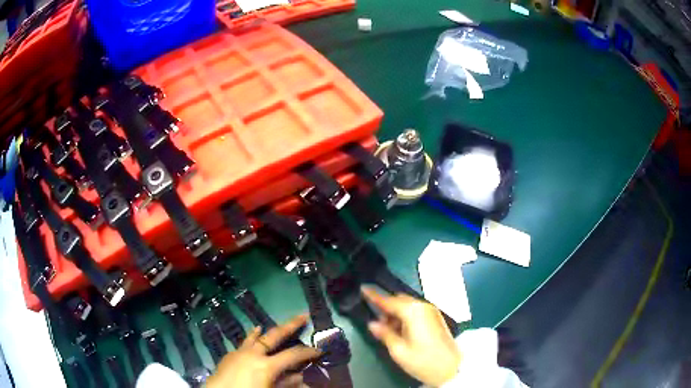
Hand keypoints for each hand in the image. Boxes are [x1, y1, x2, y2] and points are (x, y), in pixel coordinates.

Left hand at [206, 314, 320, 387]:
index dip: (309, 352)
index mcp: (266, 365)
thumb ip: (286, 384)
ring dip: (264, 331)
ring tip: (266, 325)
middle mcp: (253, 354)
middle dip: (290, 326)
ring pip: (254, 337)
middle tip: (303, 316)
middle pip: (274, 336)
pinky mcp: (229, 356)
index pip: (294, 355)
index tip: (320, 350)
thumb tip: (300, 377)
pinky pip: (243, 343)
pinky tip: (251, 336)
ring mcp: (239, 353)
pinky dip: (250, 338)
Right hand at [362, 287, 461, 386]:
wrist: (452, 368)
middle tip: (377, 323)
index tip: (363, 288)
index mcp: (412, 312)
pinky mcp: (436, 318)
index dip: (374, 295)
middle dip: (386, 308)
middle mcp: (423, 307)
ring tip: (389, 331)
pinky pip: (416, 311)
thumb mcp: (399, 351)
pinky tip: (402, 331)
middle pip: (399, 301)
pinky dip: (406, 317)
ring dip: (396, 314)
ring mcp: (431, 312)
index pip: (388, 301)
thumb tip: (373, 324)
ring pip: (408, 306)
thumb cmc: (423, 360)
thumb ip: (384, 334)